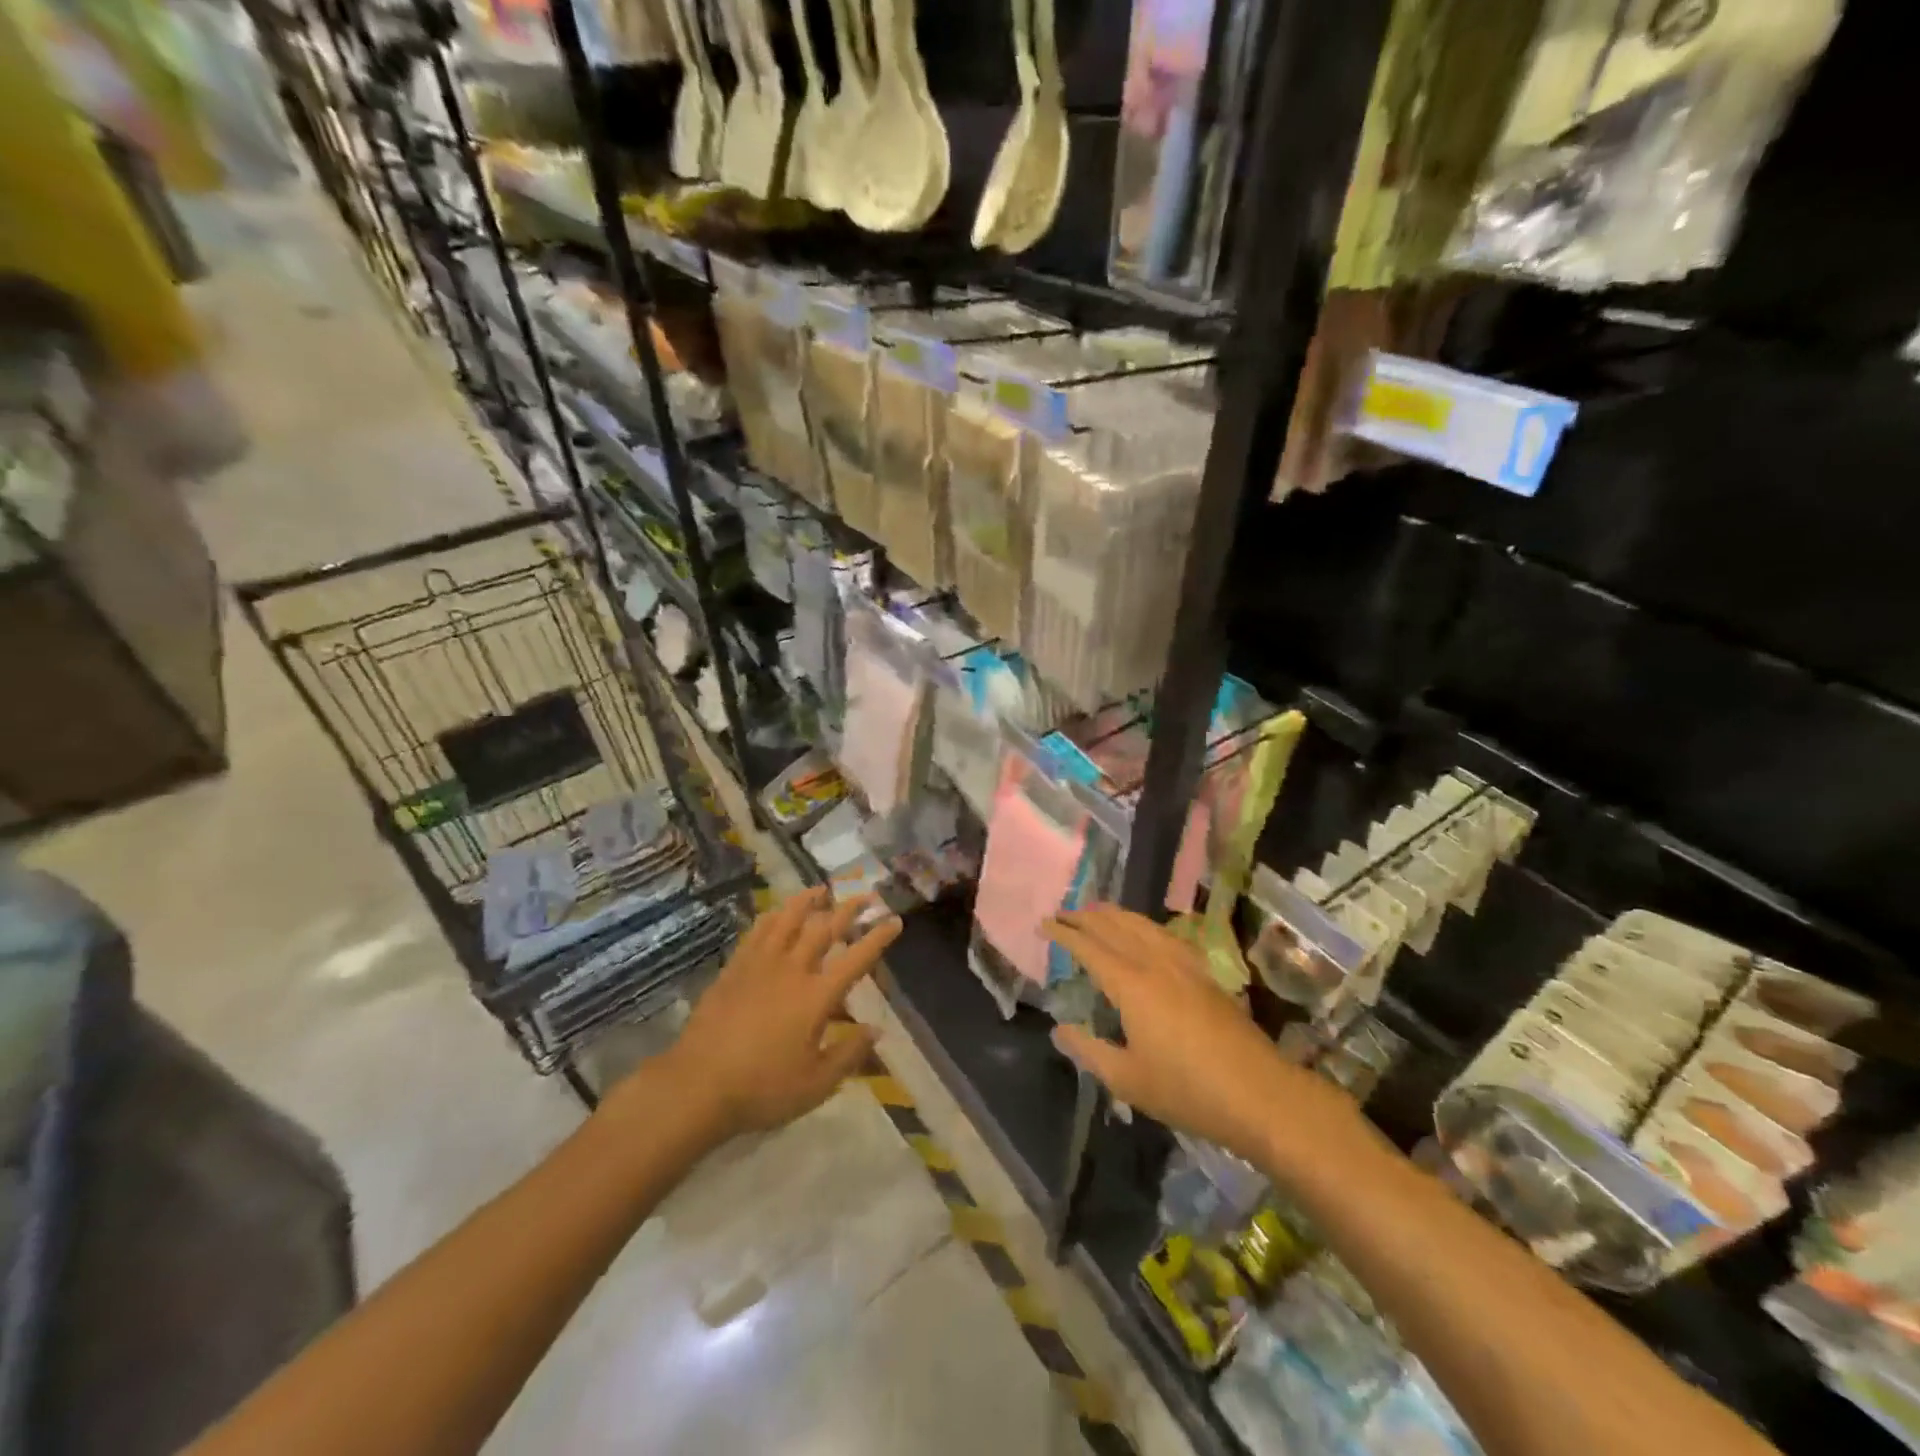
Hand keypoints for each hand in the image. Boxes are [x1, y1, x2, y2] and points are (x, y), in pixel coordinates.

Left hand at [660, 888, 901, 1142]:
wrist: (697, 1086)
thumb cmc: (762, 1088)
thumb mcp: (816, 1084)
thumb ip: (849, 1054)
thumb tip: (876, 1030)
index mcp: (817, 996)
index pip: (857, 958)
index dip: (878, 937)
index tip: (895, 920)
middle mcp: (792, 970)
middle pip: (825, 928)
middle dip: (849, 909)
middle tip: (866, 895)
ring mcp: (760, 964)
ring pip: (788, 920)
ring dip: (808, 901)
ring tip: (821, 889)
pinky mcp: (734, 968)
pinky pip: (758, 931)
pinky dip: (773, 916)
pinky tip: (777, 912)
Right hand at [1047, 904, 1346, 1164]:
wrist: (1259, 1094)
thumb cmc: (1187, 1091)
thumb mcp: (1127, 1080)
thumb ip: (1089, 1051)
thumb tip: (1059, 1029)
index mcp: (1131, 984)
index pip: (1090, 947)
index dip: (1065, 933)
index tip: (1044, 924)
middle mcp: (1156, 964)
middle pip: (1116, 927)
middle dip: (1087, 916)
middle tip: (1064, 911)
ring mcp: (1185, 966)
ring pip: (1144, 925)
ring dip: (1116, 914)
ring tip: (1098, 911)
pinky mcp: (1206, 975)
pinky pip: (1167, 935)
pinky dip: (1146, 926)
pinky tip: (1147, 932)